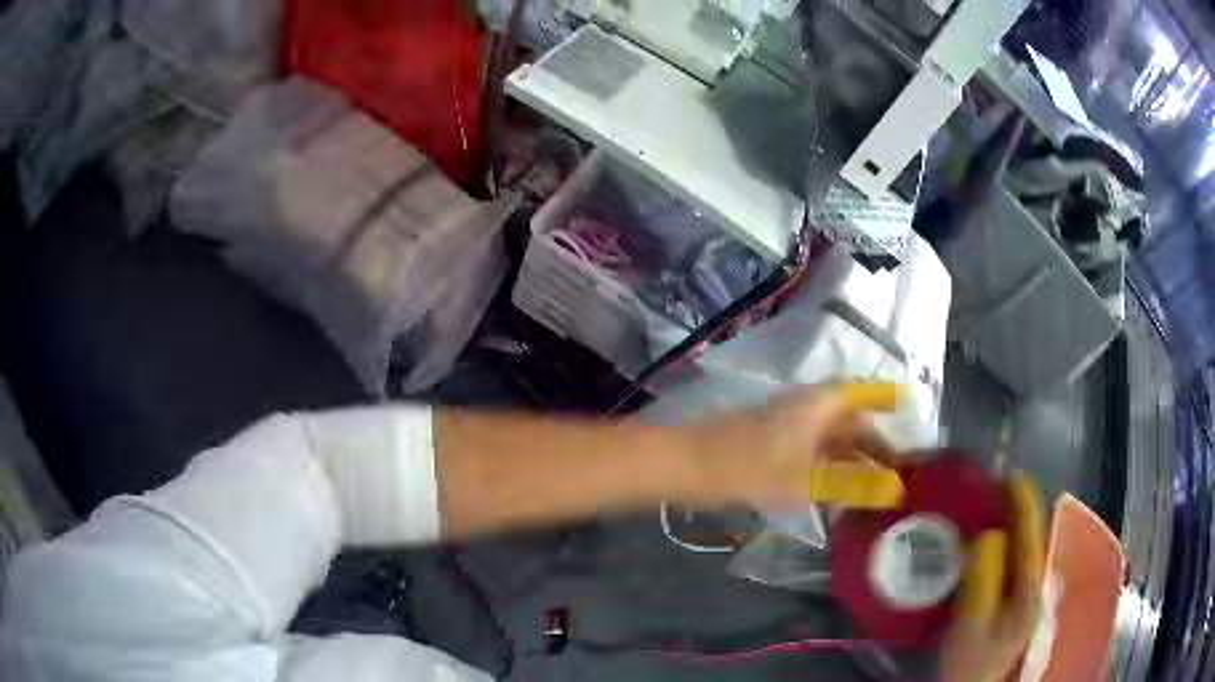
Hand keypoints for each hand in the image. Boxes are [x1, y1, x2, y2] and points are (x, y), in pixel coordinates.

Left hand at [686, 383, 903, 507]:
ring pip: (829, 436)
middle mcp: (806, 407)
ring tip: (872, 484)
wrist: (689, 465)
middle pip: (847, 419)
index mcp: (818, 405)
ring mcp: (786, 424)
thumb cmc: (750, 467)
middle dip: (871, 441)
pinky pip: (811, 449)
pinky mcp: (771, 442)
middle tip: (895, 469)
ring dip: (850, 456)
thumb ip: (851, 485)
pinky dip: (828, 465)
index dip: (884, 398)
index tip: (906, 408)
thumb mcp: (806, 481)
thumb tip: (893, 490)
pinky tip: (836, 488)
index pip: (861, 393)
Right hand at [939, 472, 1046, 681]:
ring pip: (1026, 549)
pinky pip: (1016, 562)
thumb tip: (988, 534)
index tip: (1011, 476)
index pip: (1032, 535)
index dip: (1024, 503)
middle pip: (1034, 538)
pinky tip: (991, 544)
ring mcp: (1028, 595)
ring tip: (992, 509)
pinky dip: (1007, 545)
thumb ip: (983, 579)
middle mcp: (1036, 586)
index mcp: (1029, 589)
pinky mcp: (1016, 603)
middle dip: (1019, 509)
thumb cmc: (969, 660)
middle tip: (994, 489)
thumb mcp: (971, 623)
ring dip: (1013, 525)